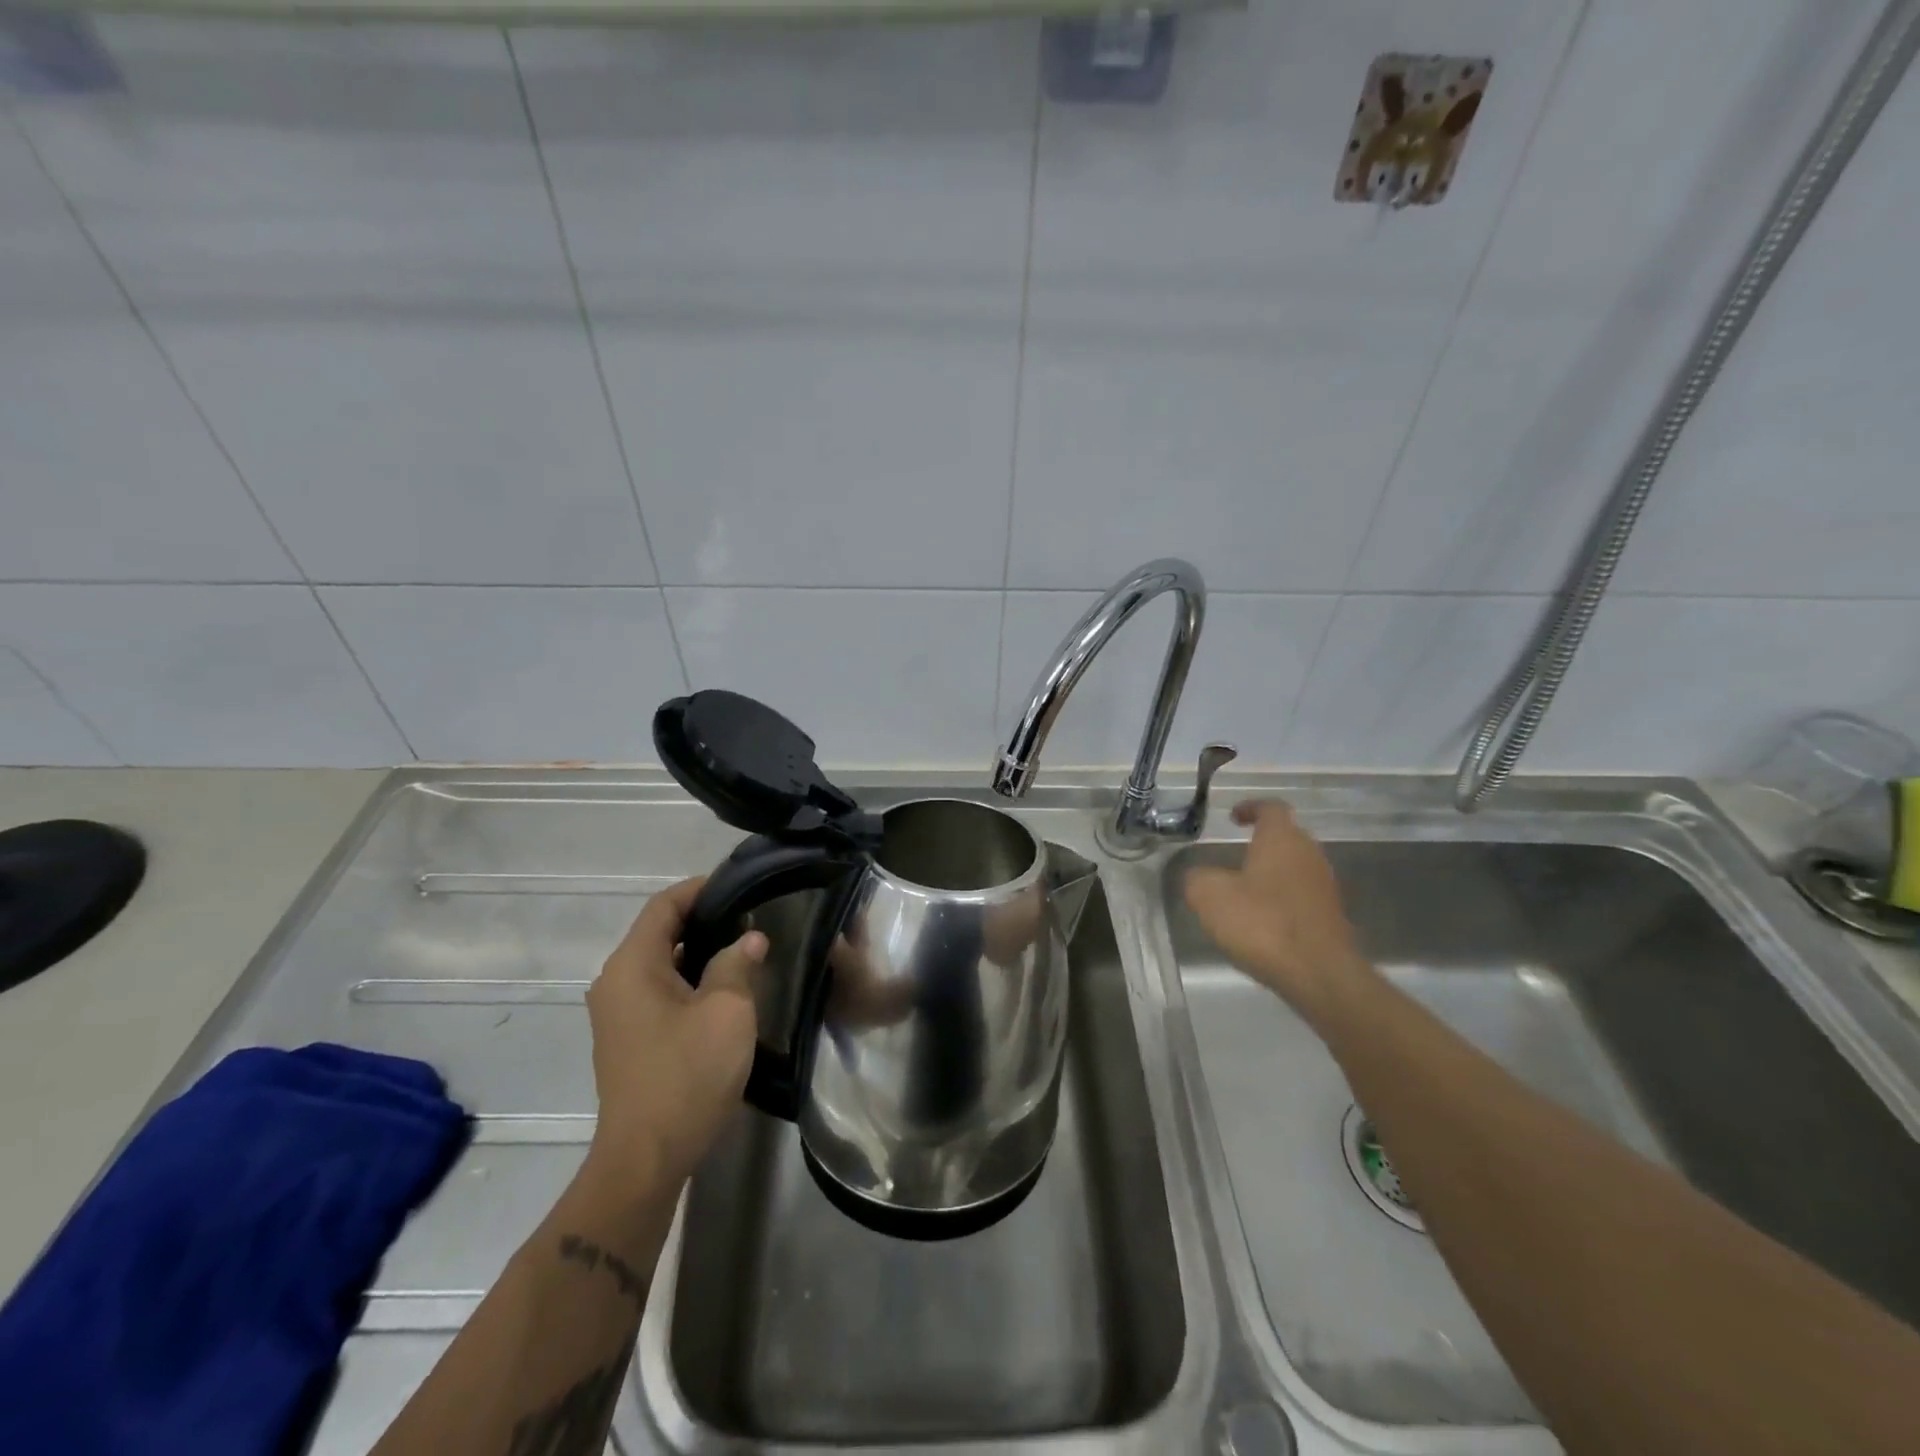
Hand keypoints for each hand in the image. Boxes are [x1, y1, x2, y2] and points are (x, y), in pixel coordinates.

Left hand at [582, 877, 764, 1195]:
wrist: (646, 1158)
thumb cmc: (687, 1074)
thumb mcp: (727, 1011)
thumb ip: (737, 964)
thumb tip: (749, 939)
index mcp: (632, 965)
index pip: (664, 905)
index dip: (701, 889)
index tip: (741, 885)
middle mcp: (615, 982)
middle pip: (660, 932)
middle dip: (705, 920)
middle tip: (752, 916)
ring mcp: (618, 1013)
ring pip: (661, 964)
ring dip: (699, 952)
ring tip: (745, 948)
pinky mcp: (627, 1039)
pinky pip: (658, 991)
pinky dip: (689, 979)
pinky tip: (724, 989)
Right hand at [1183, 800, 1372, 1027]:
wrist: (1319, 975)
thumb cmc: (1262, 923)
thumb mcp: (1209, 896)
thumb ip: (1197, 877)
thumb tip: (1197, 875)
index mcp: (1282, 839)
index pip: (1271, 808)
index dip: (1251, 807)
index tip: (1233, 817)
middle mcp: (1309, 854)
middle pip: (1287, 836)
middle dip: (1261, 841)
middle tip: (1234, 853)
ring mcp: (1324, 886)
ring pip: (1294, 867)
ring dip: (1271, 872)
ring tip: (1243, 889)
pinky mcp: (1330, 916)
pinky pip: (1301, 895)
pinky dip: (1281, 899)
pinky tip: (1262, 920)